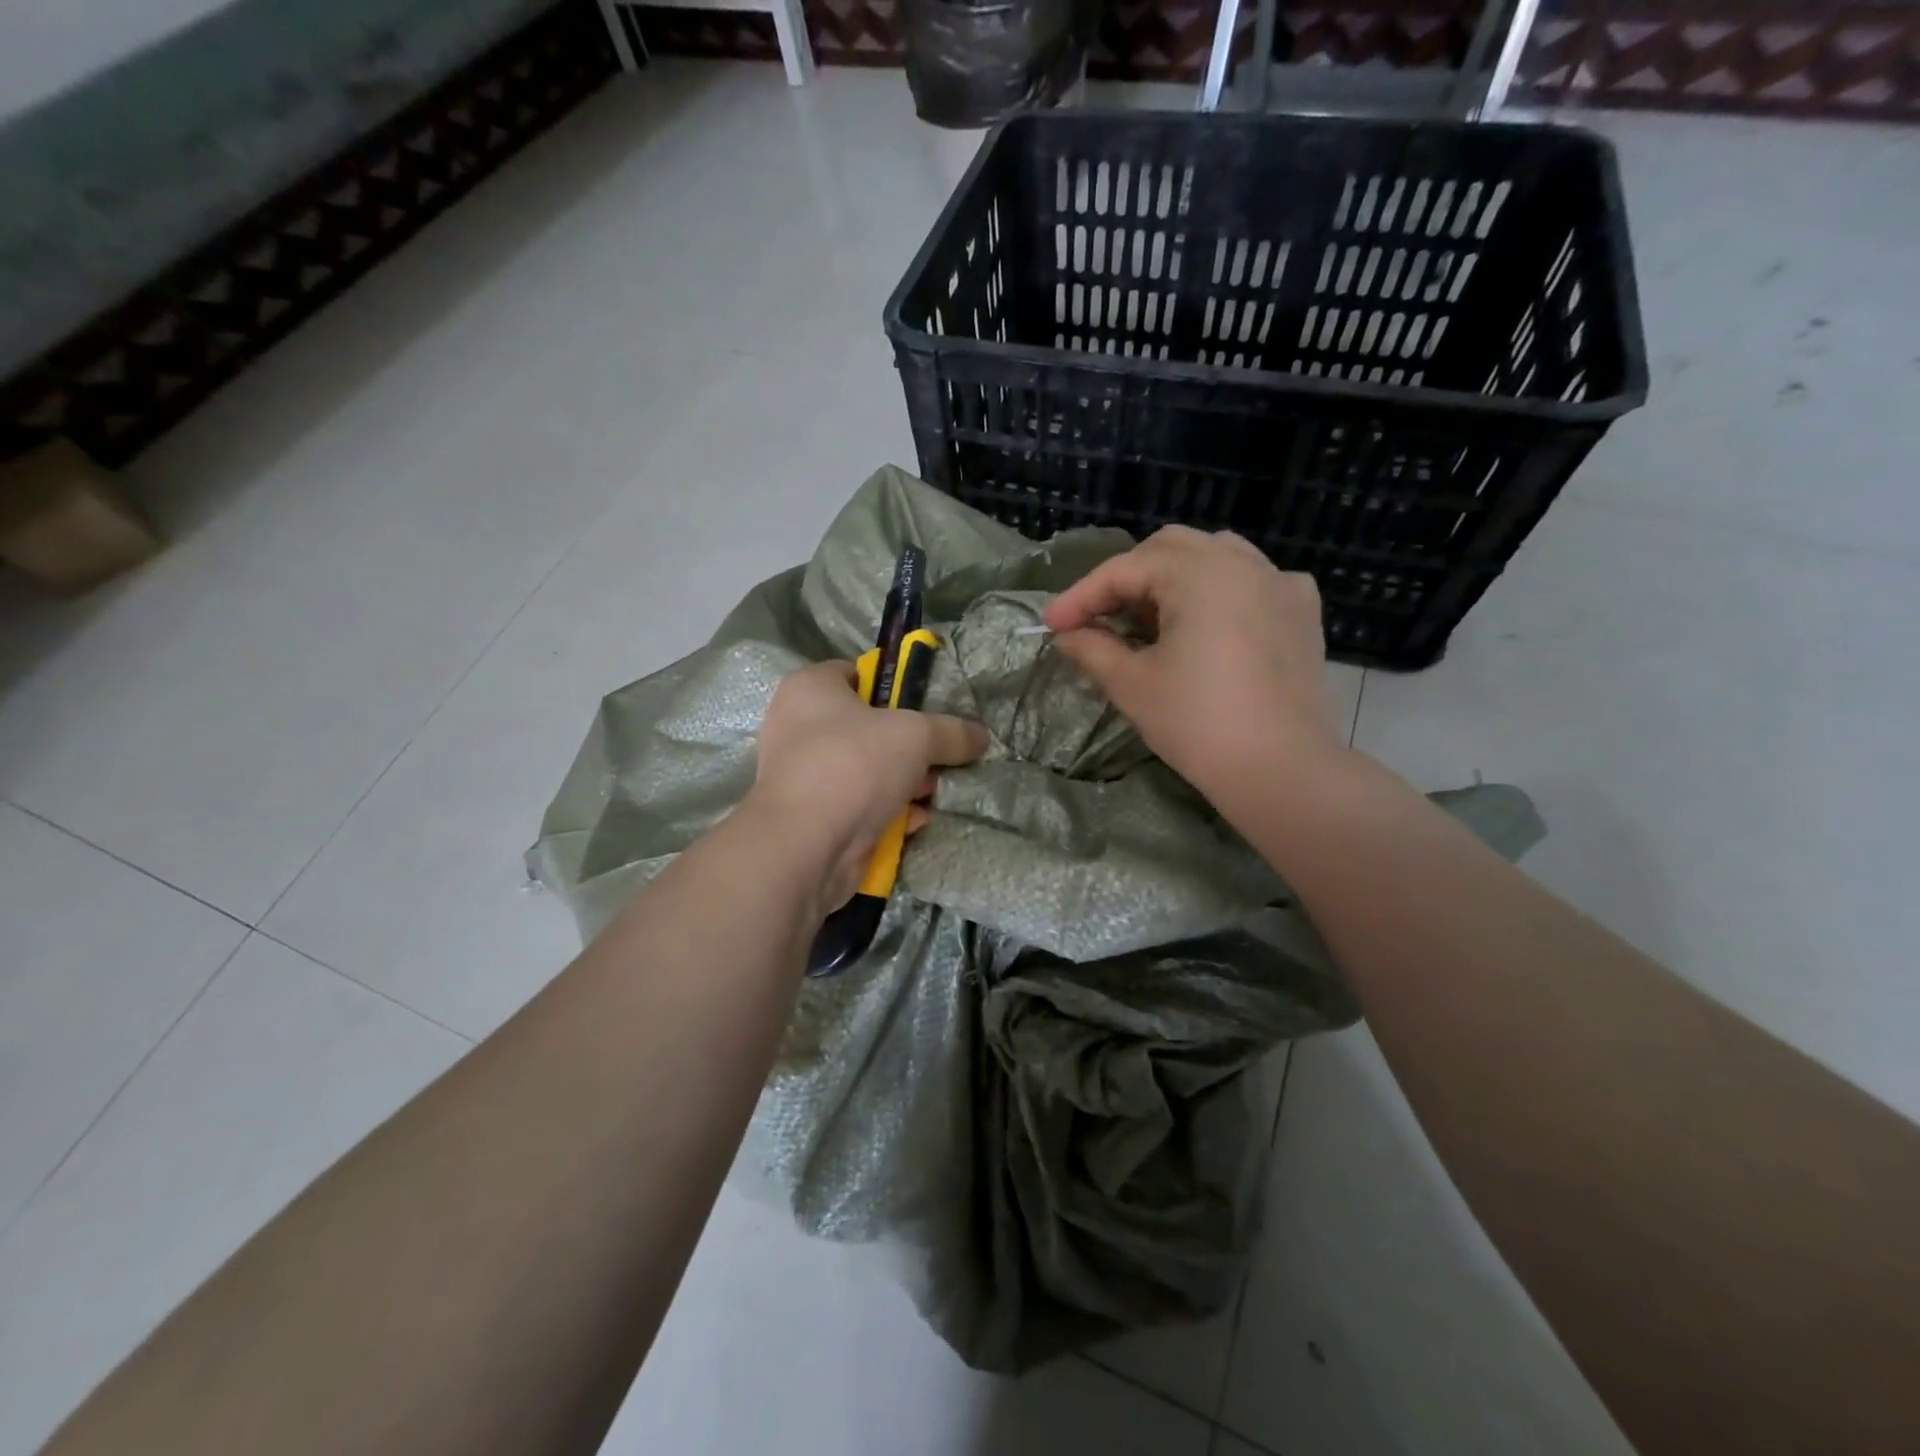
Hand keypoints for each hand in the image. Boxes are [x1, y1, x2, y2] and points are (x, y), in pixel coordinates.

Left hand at [750, 659, 987, 913]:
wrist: (806, 847)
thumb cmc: (854, 765)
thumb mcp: (916, 735)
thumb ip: (952, 732)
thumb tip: (981, 737)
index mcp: (810, 689)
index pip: (857, 673)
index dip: (895, 685)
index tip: (928, 706)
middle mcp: (799, 727)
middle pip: (868, 727)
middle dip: (910, 745)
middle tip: (940, 756)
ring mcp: (804, 776)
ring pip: (867, 770)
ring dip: (905, 782)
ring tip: (935, 792)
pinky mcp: (814, 817)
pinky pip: (860, 806)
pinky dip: (888, 813)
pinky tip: (915, 821)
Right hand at [1043, 526, 1347, 802]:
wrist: (1282, 770)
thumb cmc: (1199, 724)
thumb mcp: (1133, 685)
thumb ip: (1093, 648)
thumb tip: (1068, 635)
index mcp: (1200, 574)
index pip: (1125, 570)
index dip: (1081, 596)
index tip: (1051, 625)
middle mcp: (1243, 564)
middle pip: (1169, 548)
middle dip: (1127, 578)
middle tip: (1098, 618)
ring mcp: (1280, 584)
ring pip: (1214, 555)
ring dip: (1172, 578)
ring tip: (1149, 617)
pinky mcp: (1301, 612)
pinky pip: (1254, 580)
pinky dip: (1221, 590)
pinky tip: (1210, 621)